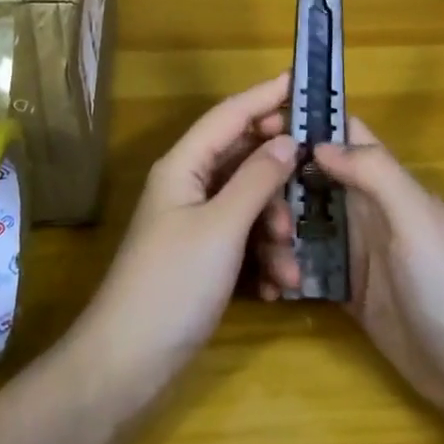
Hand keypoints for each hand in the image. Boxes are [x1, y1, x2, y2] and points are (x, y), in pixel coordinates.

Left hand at [73, 73, 295, 404]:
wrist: (128, 362)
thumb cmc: (173, 284)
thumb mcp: (222, 228)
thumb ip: (257, 180)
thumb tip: (287, 140)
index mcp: (184, 166)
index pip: (229, 115)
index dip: (264, 96)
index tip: (301, 81)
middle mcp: (188, 186)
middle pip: (243, 160)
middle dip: (279, 179)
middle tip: (314, 186)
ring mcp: (194, 224)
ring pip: (248, 206)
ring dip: (275, 232)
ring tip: (289, 267)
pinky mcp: (202, 258)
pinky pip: (242, 241)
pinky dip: (262, 259)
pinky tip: (276, 289)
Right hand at [256, 117, 443, 424]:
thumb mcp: (417, 219)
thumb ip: (375, 174)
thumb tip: (318, 143)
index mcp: (387, 185)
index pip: (347, 136)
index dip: (309, 123)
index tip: (260, 125)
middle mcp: (368, 212)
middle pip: (313, 181)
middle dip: (280, 188)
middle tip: (255, 212)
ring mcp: (357, 254)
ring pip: (304, 225)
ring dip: (280, 235)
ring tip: (269, 263)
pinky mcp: (348, 293)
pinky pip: (307, 269)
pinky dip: (285, 272)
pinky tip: (269, 287)